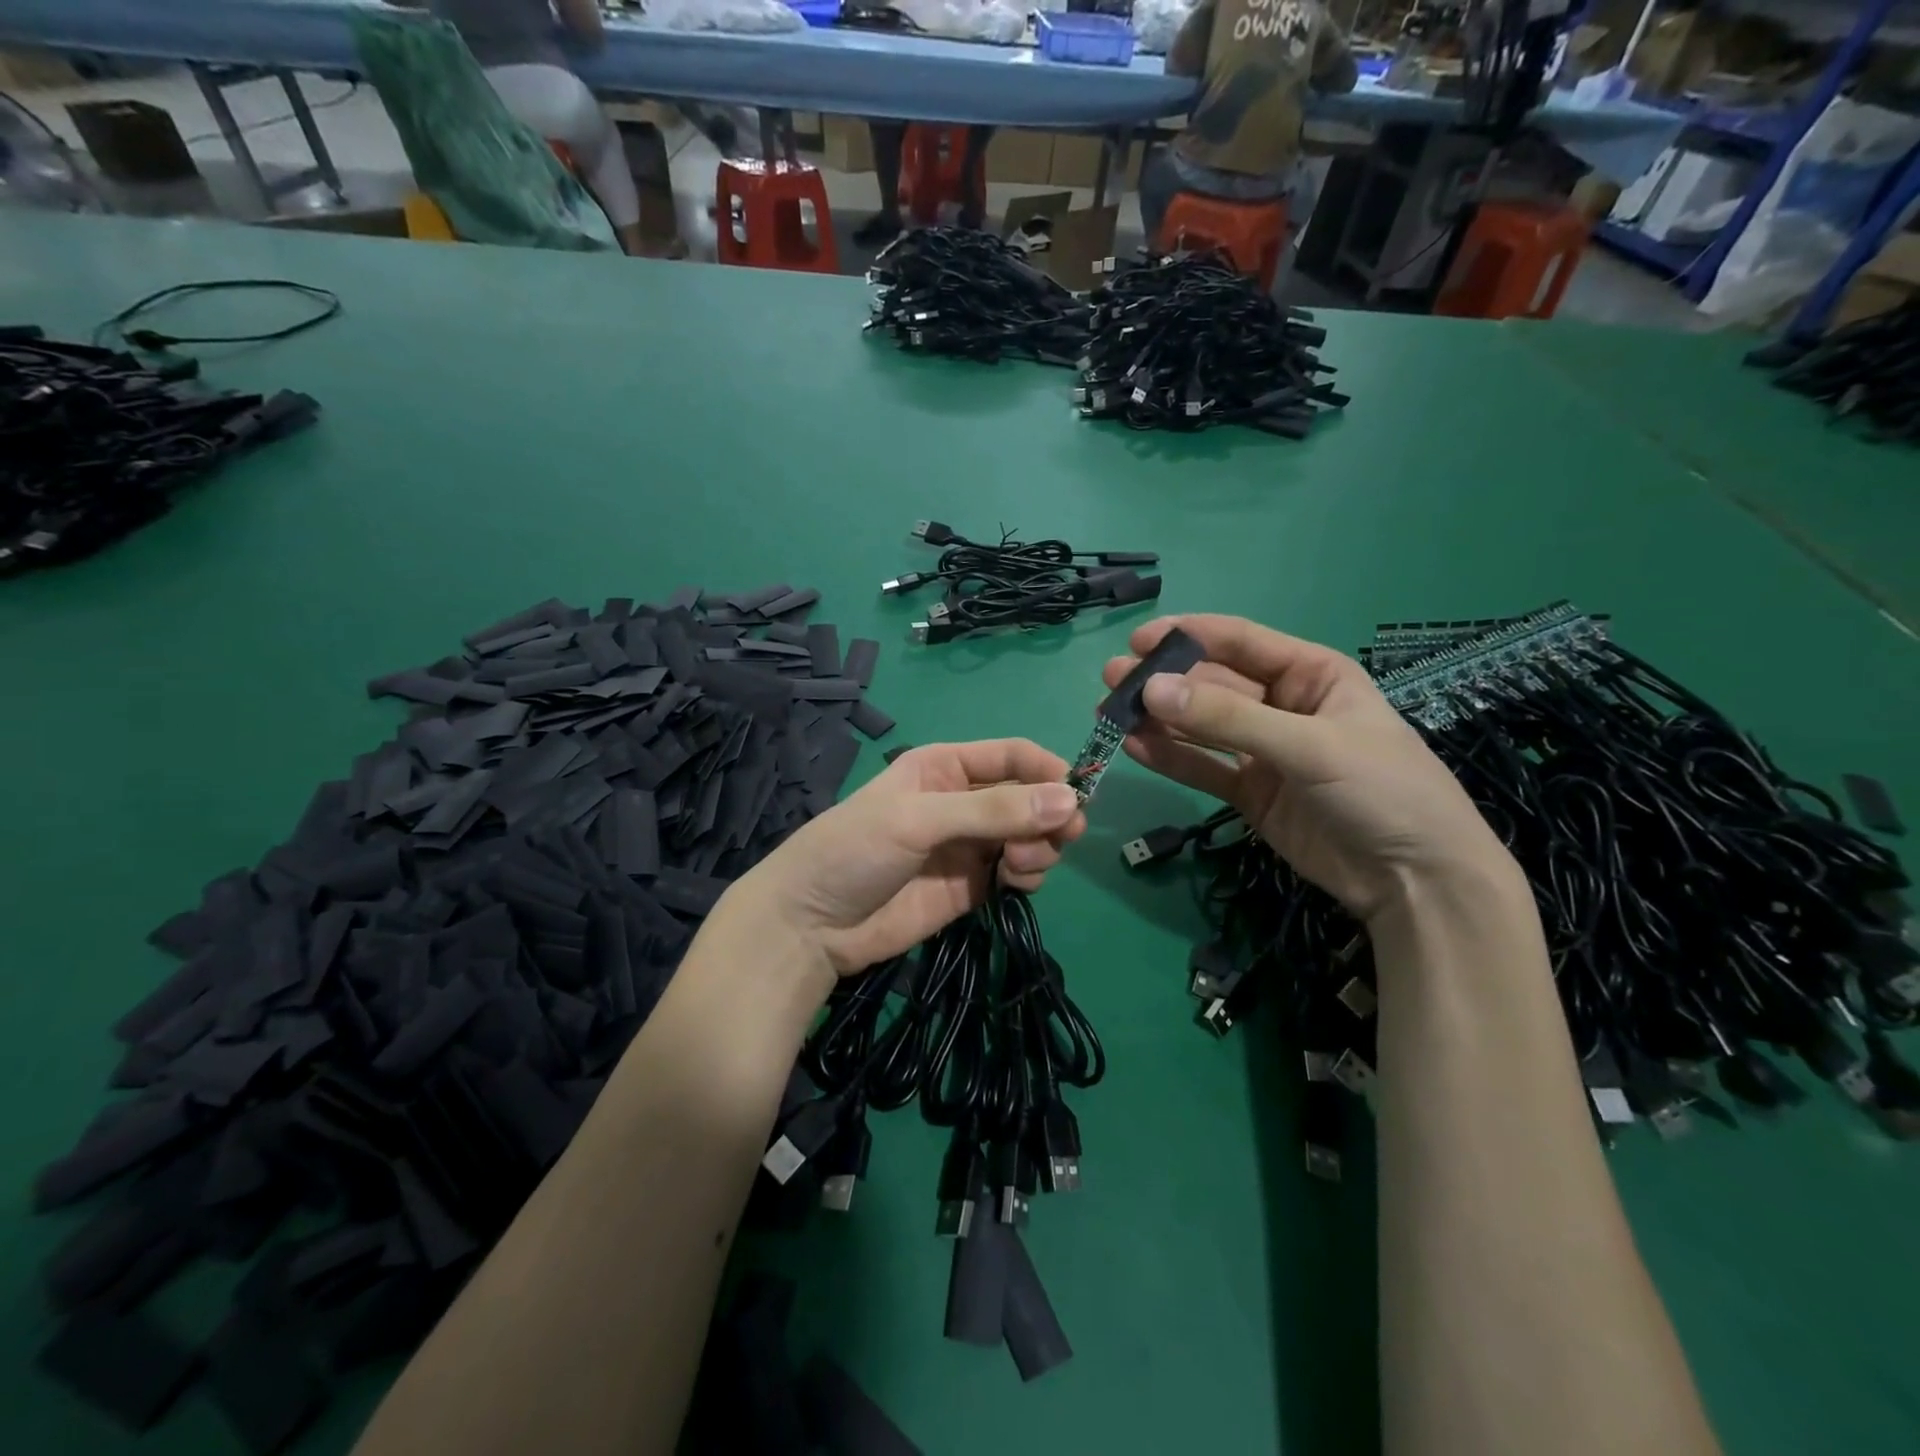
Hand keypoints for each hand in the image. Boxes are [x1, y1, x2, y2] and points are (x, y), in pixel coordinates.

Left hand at [727, 739, 1086, 977]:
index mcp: (946, 766)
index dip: (1049, 770)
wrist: (811, 924)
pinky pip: (1017, 873)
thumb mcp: (920, 818)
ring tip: (1021, 865)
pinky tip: (1015, 883)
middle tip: (1060, 839)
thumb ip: (993, 810)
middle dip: (1049, 815)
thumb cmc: (855, 850)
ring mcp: (969, 846)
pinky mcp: (972, 887)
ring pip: (1030, 836)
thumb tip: (1070, 801)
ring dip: (1040, 847)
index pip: (1013, 756)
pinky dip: (1028, 875)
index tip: (1079, 795)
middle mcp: (964, 801)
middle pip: (1029, 798)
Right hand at [1103, 615, 1512, 922]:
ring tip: (1110, 713)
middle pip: (1213, 685)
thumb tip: (1151, 690)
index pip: (1241, 642)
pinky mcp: (1251, 793)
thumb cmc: (1382, 790)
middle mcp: (1283, 706)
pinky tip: (1134, 747)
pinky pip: (1204, 768)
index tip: (1139, 640)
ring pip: (1201, 727)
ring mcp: (1265, 752)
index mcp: (1312, 675)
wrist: (1416, 881)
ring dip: (1159, 719)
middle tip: (1112, 680)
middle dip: (1164, 681)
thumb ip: (1229, 719)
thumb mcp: (1310, 746)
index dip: (1189, 636)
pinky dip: (1170, 758)